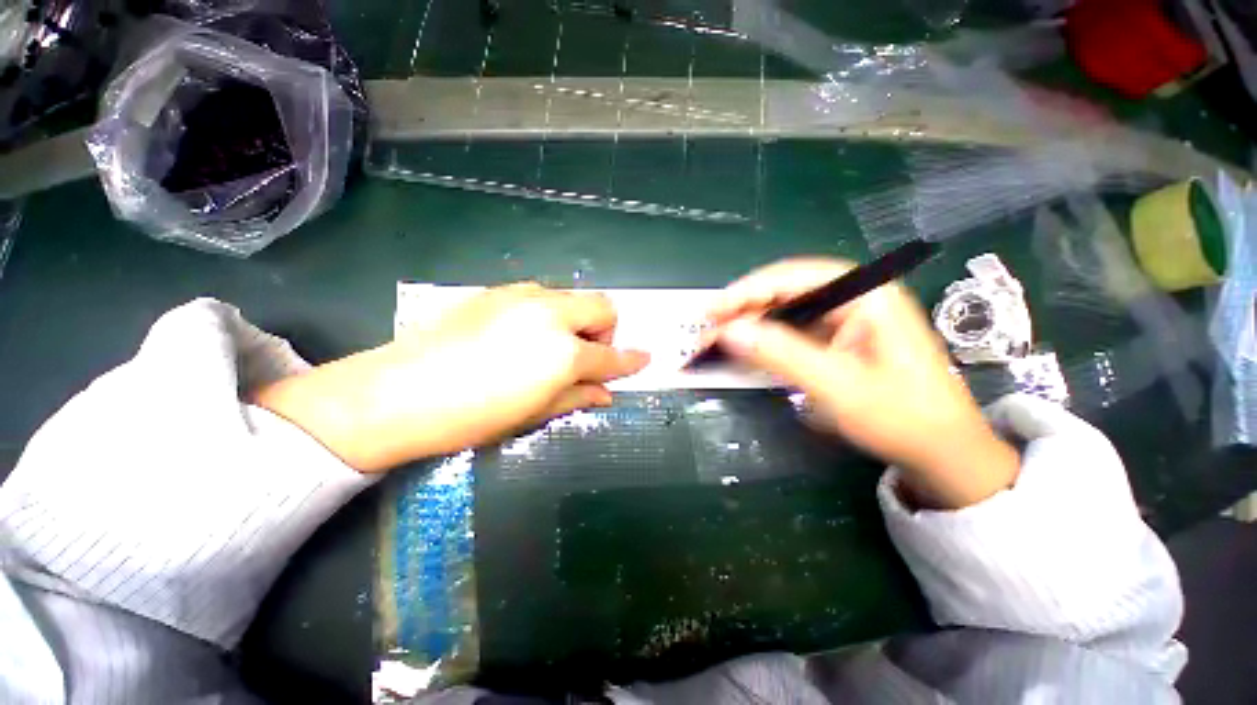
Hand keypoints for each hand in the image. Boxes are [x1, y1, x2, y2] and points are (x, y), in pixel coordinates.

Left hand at [253, 283, 649, 472]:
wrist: (400, 391)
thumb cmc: (474, 415)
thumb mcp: (534, 412)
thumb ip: (577, 396)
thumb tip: (607, 393)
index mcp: (563, 353)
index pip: (611, 356)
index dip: (630, 360)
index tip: (643, 359)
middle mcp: (551, 315)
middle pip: (602, 306)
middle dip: (605, 331)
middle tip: (587, 356)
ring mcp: (525, 297)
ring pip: (572, 297)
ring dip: (576, 320)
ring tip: (553, 346)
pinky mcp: (500, 291)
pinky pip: (542, 295)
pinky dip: (549, 313)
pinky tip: (524, 334)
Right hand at [707, 258, 1019, 508]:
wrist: (942, 452)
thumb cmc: (901, 418)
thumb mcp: (838, 387)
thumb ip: (781, 355)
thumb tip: (729, 331)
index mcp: (868, 294)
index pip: (795, 277)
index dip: (748, 290)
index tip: (714, 310)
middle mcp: (857, 297)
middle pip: (788, 289)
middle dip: (746, 306)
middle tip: (710, 326)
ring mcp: (848, 317)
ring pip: (788, 308)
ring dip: (752, 321)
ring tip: (720, 336)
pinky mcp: (839, 337)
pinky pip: (794, 328)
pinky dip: (766, 336)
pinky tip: (748, 346)